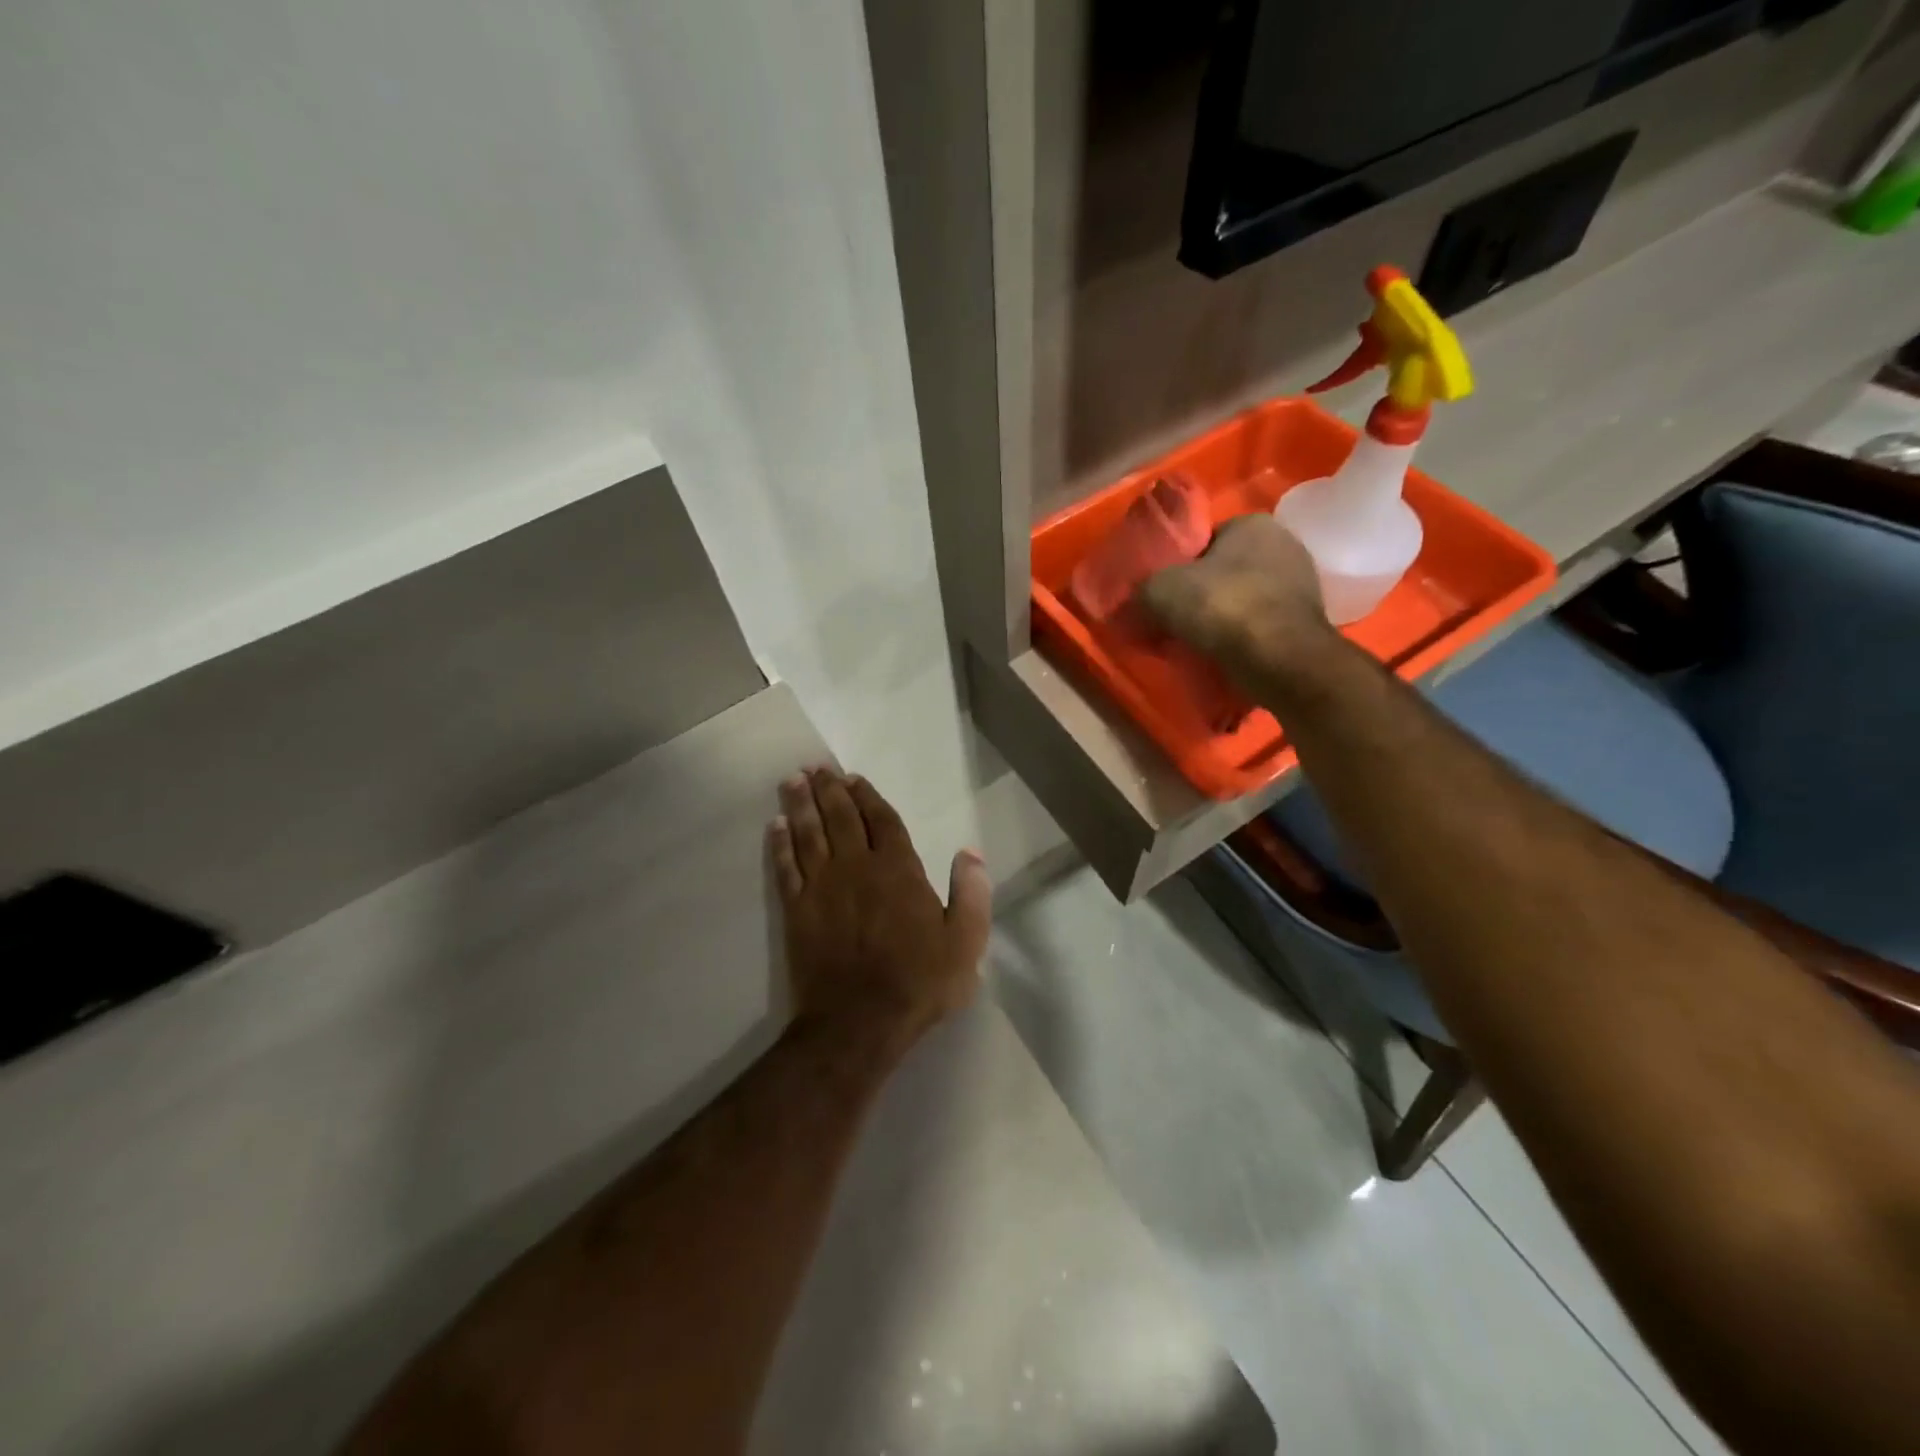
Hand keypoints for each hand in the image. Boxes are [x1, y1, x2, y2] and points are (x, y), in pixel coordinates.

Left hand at [768, 766, 990, 1052]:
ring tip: (792, 781)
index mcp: (898, 869)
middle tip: (816, 768)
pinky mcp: (797, 910)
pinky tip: (774, 826)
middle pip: (840, 817)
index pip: (881, 820)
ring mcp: (822, 887)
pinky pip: (786, 867)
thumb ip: (972, 895)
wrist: (859, 1022)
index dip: (867, 796)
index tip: (853, 778)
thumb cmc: (918, 982)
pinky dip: (779, 844)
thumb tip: (971, 853)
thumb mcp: (965, 943)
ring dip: (800, 805)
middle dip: (829, 789)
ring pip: (809, 834)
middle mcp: (857, 867)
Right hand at [1138, 514, 1335, 679]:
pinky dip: (1241, 638)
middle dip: (1201, 593)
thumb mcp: (1159, 590)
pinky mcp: (1305, 622)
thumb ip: (1142, 589)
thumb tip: (1135, 601)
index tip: (1162, 593)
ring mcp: (1301, 584)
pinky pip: (1259, 626)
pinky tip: (1223, 655)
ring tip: (1196, 642)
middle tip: (1174, 620)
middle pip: (1225, 570)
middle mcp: (1284, 544)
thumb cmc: (1221, 608)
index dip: (1179, 566)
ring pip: (1242, 599)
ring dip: (1220, 618)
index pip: (1205, 540)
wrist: (1278, 659)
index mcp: (1252, 523)